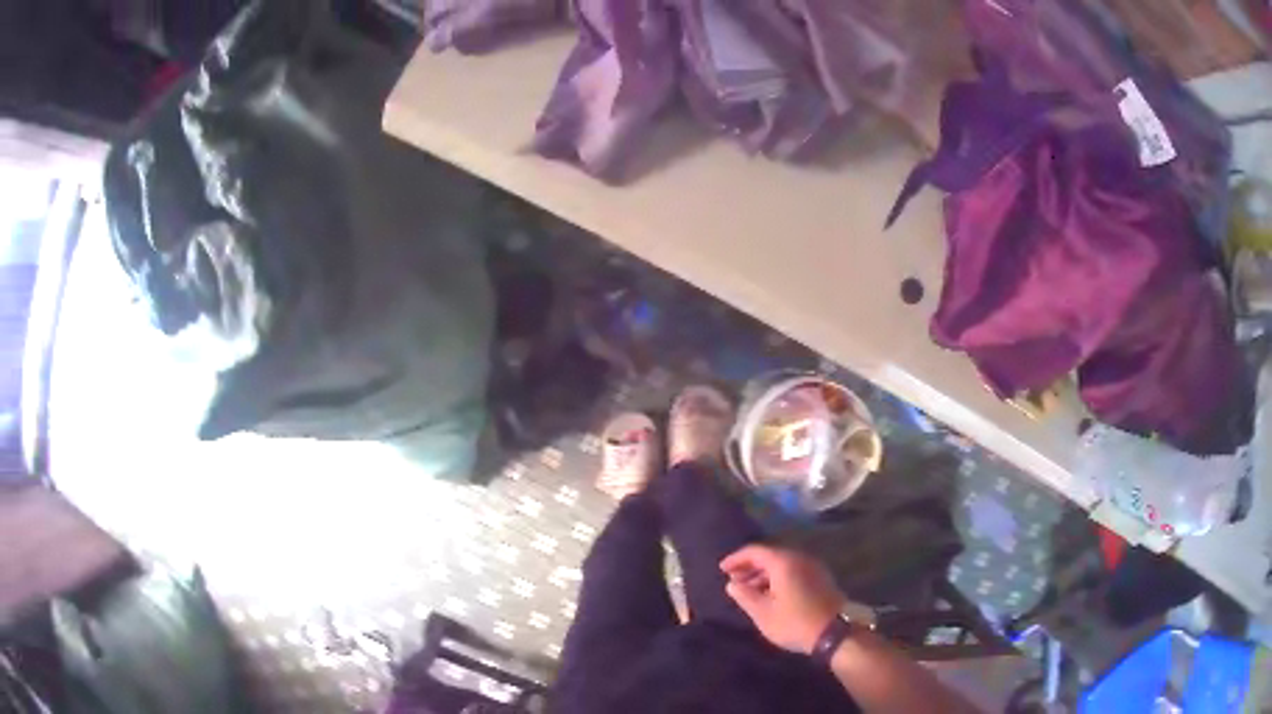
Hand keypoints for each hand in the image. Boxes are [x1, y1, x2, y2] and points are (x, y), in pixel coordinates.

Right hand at [720, 544, 846, 654]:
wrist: (835, 632)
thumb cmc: (795, 622)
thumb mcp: (764, 613)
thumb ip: (745, 596)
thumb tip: (732, 584)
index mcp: (784, 562)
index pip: (755, 551)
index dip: (736, 559)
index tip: (722, 569)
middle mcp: (800, 558)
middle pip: (770, 555)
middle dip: (750, 566)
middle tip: (734, 580)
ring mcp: (813, 566)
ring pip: (783, 563)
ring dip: (764, 573)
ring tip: (749, 590)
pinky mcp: (821, 577)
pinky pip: (794, 570)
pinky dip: (778, 577)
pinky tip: (771, 594)